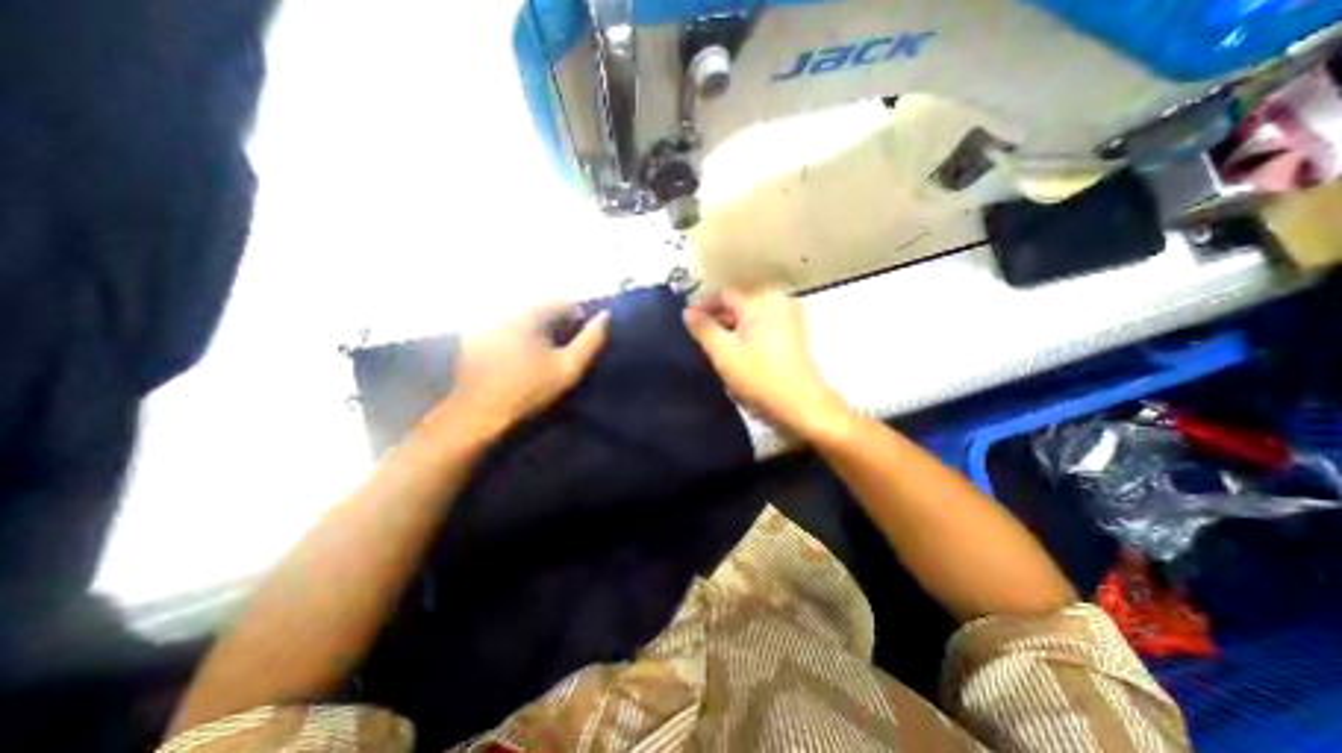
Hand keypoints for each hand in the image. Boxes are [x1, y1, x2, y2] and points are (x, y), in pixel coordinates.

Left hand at [437, 301, 612, 440]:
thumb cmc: (527, 390)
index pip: (561, 300)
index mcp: (528, 312)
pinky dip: (518, 335)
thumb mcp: (567, 368)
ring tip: (543, 354)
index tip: (580, 338)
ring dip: (538, 328)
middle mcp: (504, 308)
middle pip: (540, 305)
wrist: (477, 413)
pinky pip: (505, 325)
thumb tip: (606, 317)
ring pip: (523, 315)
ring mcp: (486, 320)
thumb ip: (591, 341)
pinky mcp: (473, 334)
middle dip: (556, 322)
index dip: (577, 316)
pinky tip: (520, 357)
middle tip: (563, 348)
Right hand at [681, 288, 847, 440]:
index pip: (723, 294)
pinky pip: (761, 324)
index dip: (701, 305)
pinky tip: (735, 350)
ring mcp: (788, 315)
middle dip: (715, 318)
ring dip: (729, 327)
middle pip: (737, 303)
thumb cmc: (759, 376)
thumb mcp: (723, 352)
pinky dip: (745, 333)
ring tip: (712, 346)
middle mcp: (777, 300)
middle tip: (697, 337)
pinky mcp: (793, 331)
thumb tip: (688, 312)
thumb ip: (703, 328)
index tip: (685, 321)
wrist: (800, 404)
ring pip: (748, 315)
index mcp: (761, 299)